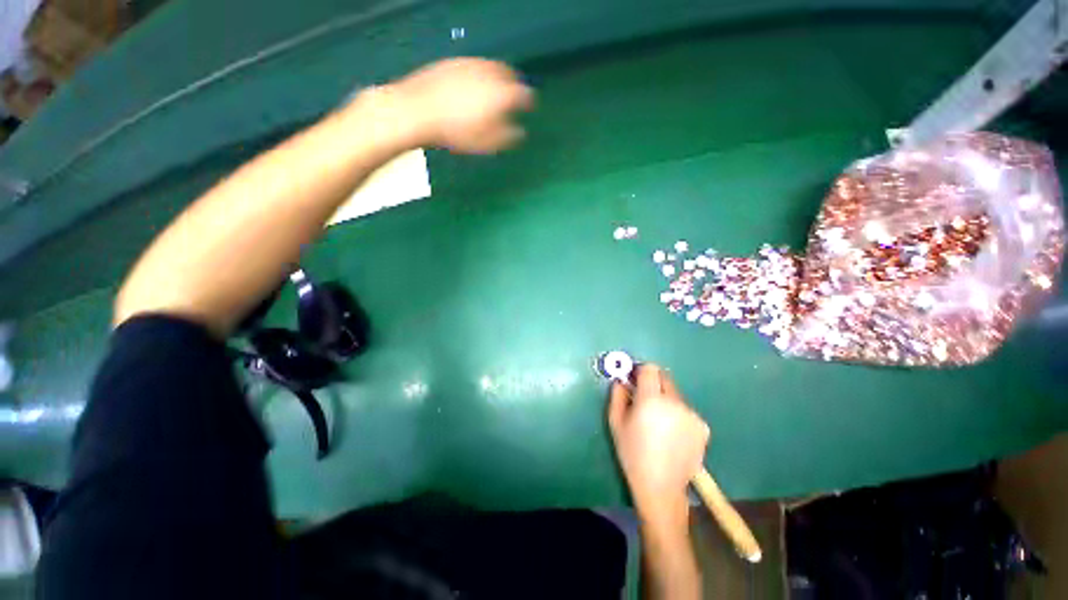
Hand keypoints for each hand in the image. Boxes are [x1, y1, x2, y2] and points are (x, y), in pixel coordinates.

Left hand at [384, 57, 533, 153]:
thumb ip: (508, 137)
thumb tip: (520, 132)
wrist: (418, 111)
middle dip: (514, 85)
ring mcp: (471, 64)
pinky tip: (472, 87)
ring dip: (497, 78)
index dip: (529, 102)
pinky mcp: (453, 62)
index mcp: (502, 94)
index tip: (529, 108)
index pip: (525, 94)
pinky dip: (480, 75)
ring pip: (492, 68)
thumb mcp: (487, 143)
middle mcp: (490, 73)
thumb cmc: (457, 132)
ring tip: (493, 92)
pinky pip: (474, 67)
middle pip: (510, 75)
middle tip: (513, 97)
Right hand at [608, 364, 709, 525]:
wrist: (661, 487)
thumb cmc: (632, 453)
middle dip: (653, 384)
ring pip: (675, 395)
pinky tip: (672, 434)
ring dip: (666, 400)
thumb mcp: (616, 422)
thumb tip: (622, 380)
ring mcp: (692, 415)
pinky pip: (686, 410)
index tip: (634, 380)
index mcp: (651, 399)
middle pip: (664, 378)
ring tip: (659, 422)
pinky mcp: (703, 427)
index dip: (641, 371)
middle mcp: (675, 402)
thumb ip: (617, 395)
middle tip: (645, 401)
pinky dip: (677, 414)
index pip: (650, 369)